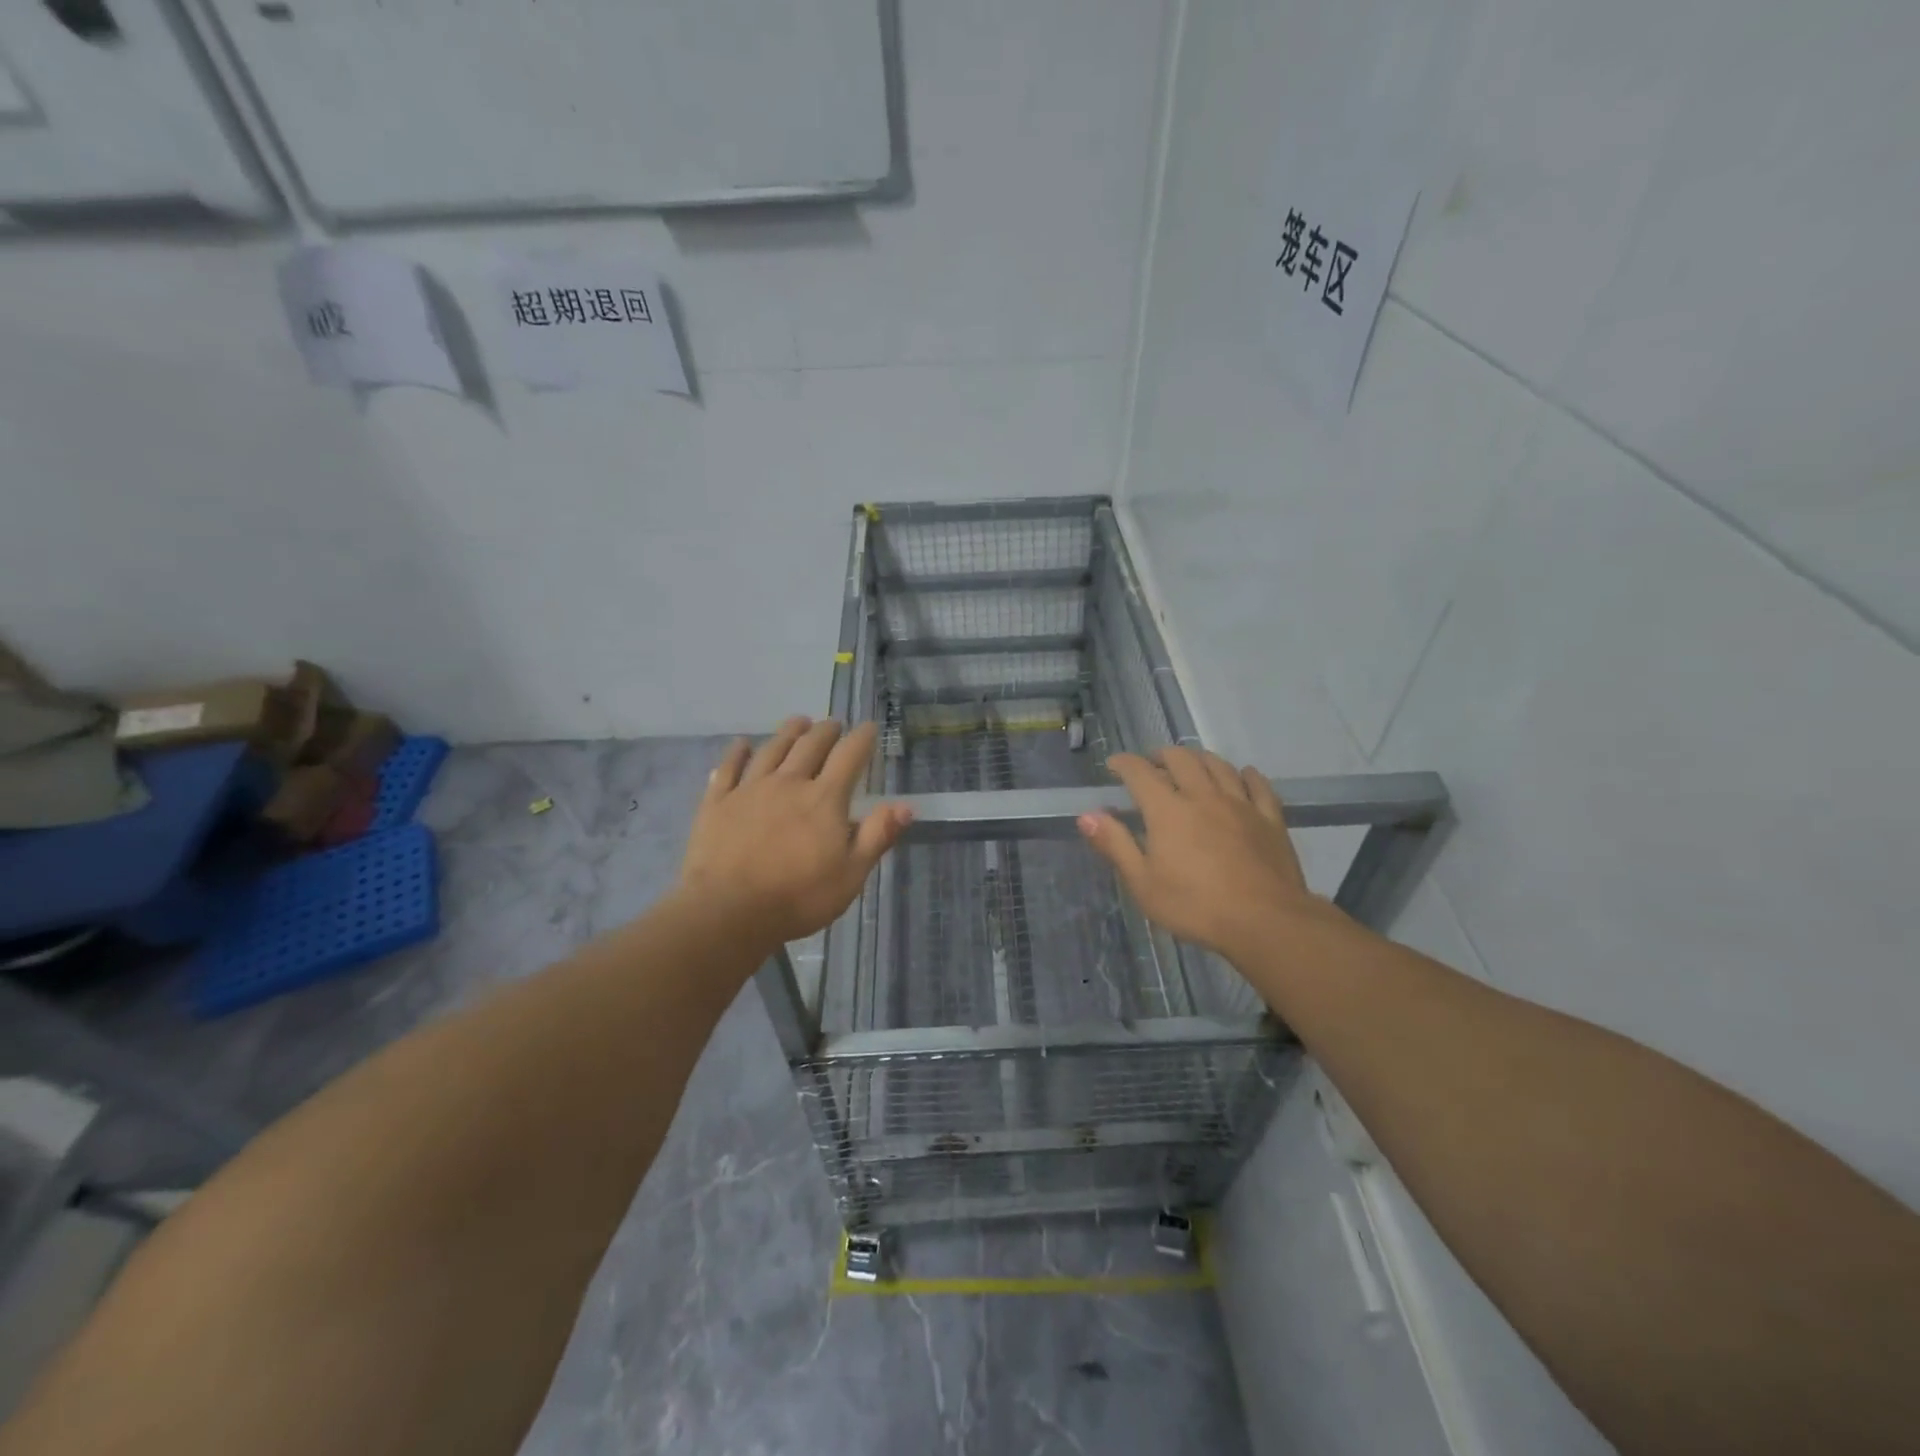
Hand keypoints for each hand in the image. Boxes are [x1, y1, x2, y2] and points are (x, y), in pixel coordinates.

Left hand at [676, 717, 911, 947]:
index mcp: (824, 799)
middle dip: (826, 731)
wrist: (727, 911)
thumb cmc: (798, 897)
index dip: (862, 739)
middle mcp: (788, 783)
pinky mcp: (717, 803)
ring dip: (788, 732)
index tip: (870, 727)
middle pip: (810, 745)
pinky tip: (741, 744)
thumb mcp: (851, 874)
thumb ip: (877, 836)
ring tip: (798, 722)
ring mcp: (749, 789)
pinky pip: (728, 768)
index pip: (849, 757)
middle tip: (833, 724)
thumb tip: (905, 805)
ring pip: (772, 750)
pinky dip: (737, 752)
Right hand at [1078, 747, 1336, 961]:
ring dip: (1200, 759)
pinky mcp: (1270, 819)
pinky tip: (1243, 774)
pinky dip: (1247, 775)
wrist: (1265, 921)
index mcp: (1167, 810)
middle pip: (1181, 760)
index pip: (1140, 773)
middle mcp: (1203, 796)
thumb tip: (1087, 815)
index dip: (1124, 763)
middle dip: (1161, 756)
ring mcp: (1240, 804)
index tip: (1114, 765)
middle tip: (1152, 764)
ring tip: (1191, 764)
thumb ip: (1115, 844)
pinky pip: (1259, 786)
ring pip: (1219, 766)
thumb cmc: (1195, 906)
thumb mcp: (1143, 883)